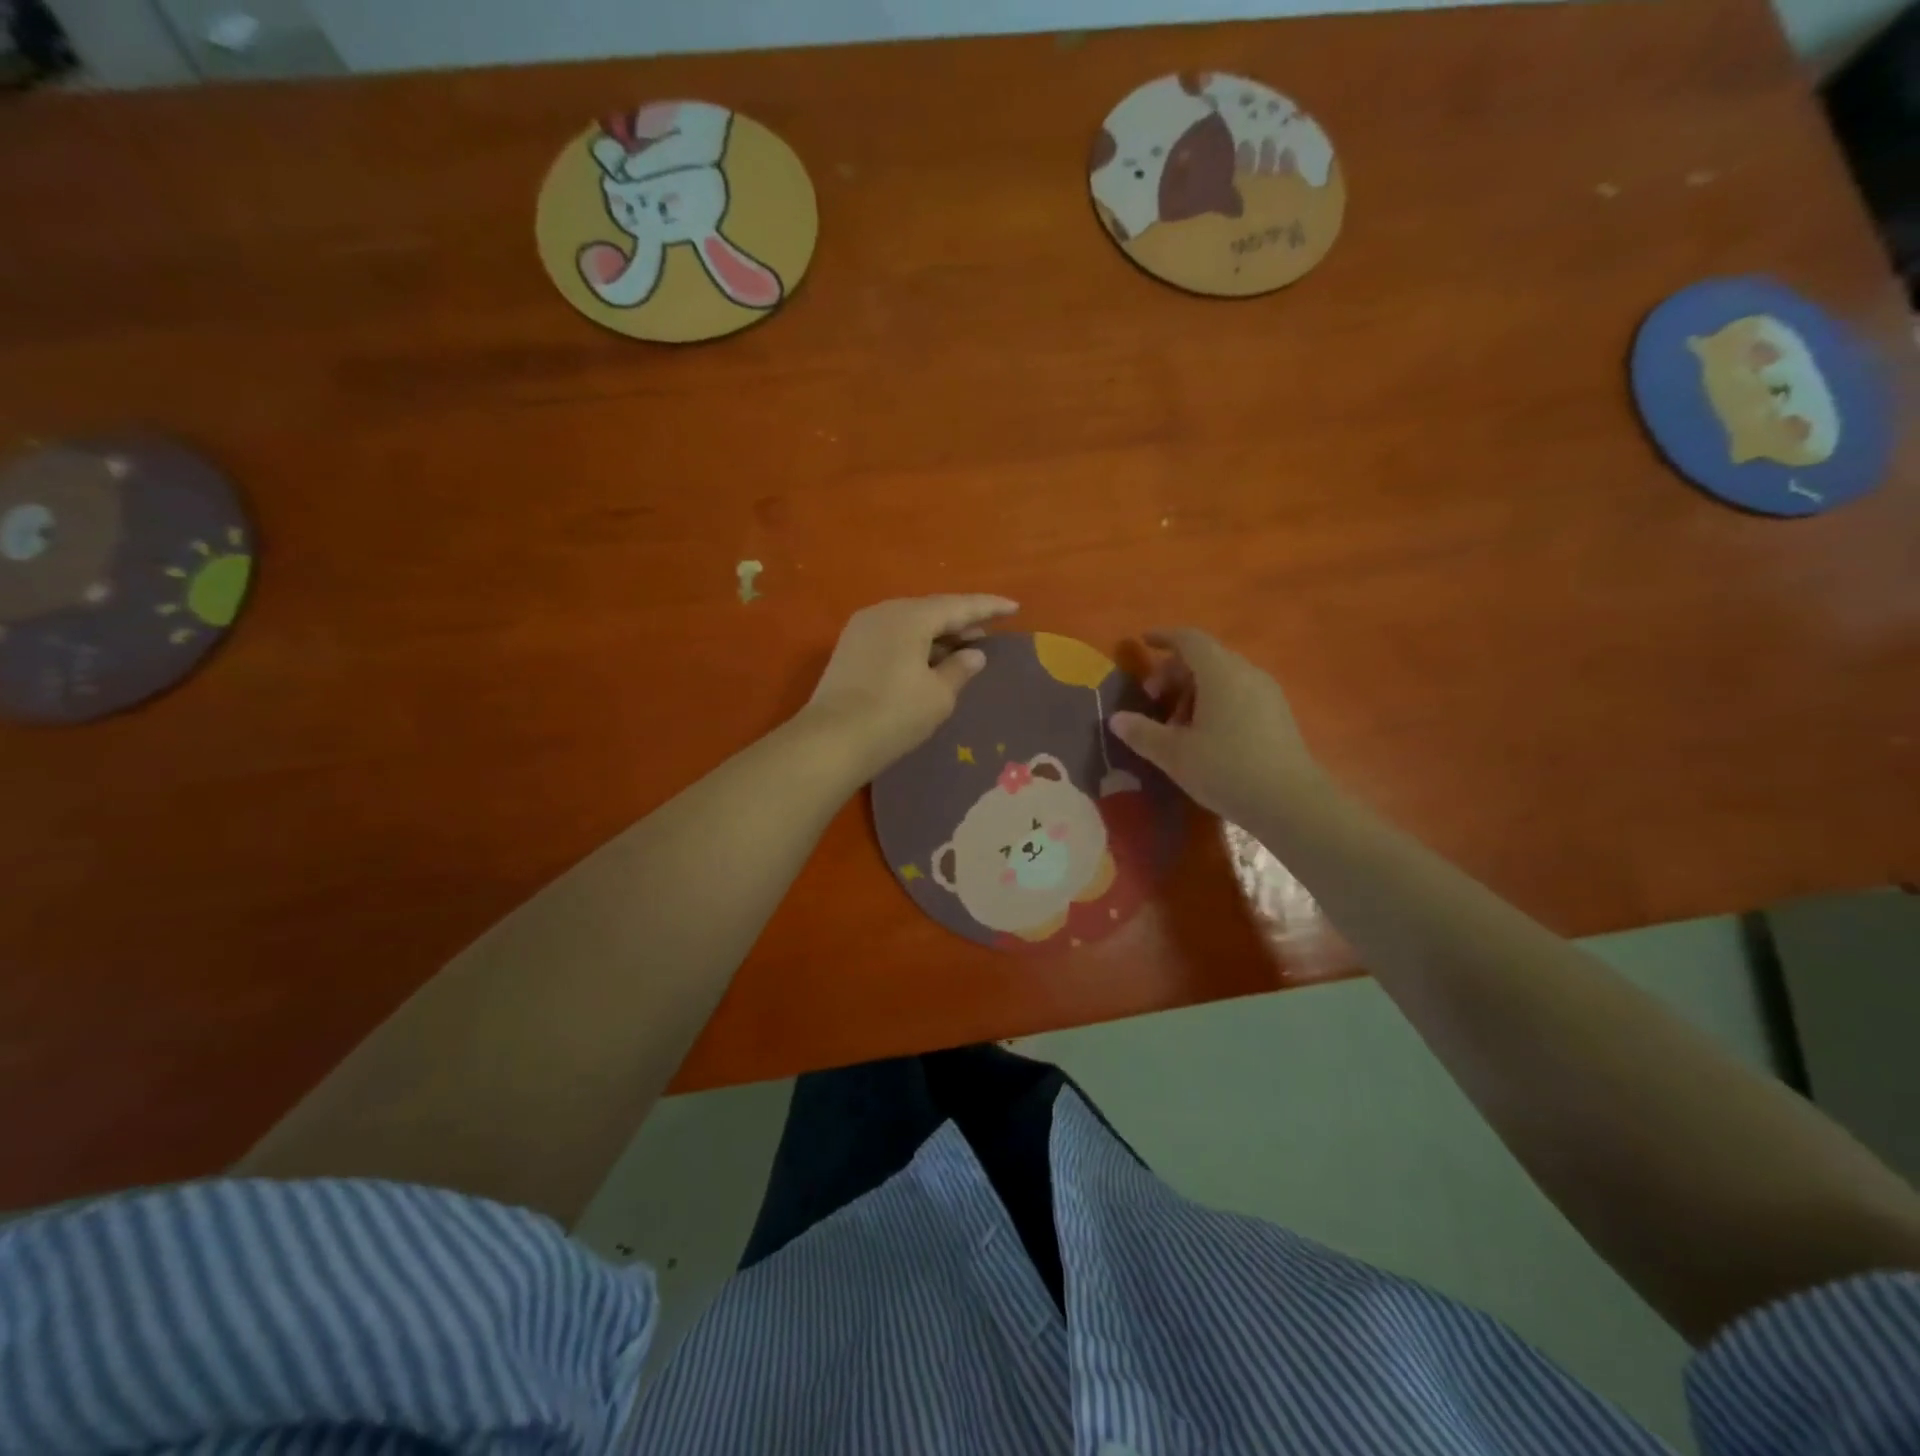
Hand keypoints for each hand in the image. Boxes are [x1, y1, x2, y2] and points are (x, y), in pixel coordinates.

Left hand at [802, 595, 1019, 783]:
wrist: (832, 741)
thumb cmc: (894, 715)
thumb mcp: (938, 696)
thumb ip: (960, 670)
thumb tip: (974, 655)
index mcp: (909, 617)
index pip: (958, 605)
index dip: (988, 607)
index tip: (1014, 607)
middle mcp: (883, 613)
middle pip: (931, 610)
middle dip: (961, 621)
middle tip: (987, 633)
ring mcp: (861, 630)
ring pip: (910, 624)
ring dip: (937, 635)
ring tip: (962, 649)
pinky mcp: (849, 650)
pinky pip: (893, 637)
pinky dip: (916, 644)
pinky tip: (929, 661)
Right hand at [1109, 629, 1323, 823]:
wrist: (1291, 803)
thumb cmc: (1226, 769)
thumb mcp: (1174, 754)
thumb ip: (1142, 732)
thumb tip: (1116, 719)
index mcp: (1220, 673)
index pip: (1189, 639)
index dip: (1164, 637)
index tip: (1143, 642)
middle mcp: (1246, 673)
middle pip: (1205, 657)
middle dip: (1174, 672)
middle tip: (1152, 700)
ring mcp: (1267, 694)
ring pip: (1223, 677)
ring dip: (1194, 691)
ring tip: (1176, 725)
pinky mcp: (1278, 715)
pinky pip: (1239, 694)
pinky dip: (1215, 702)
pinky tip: (1205, 736)